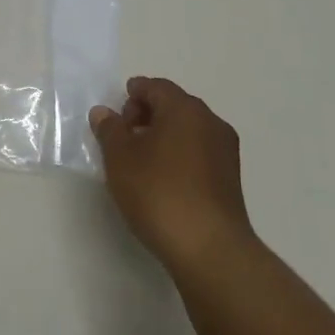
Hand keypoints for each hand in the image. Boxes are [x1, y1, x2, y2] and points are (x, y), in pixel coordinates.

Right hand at [91, 77, 255, 269]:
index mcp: (184, 108)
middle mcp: (210, 122)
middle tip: (123, 134)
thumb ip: (109, 129)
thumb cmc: (158, 192)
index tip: (116, 110)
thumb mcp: (120, 158)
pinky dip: (179, 155)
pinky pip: (199, 153)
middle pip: (174, 105)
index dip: (133, 93)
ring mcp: (225, 151)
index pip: (156, 87)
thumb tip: (104, 112)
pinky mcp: (230, 179)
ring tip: (139, 159)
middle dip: (147, 114)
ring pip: (188, 130)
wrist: (209, 248)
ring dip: (164, 136)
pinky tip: (162, 178)